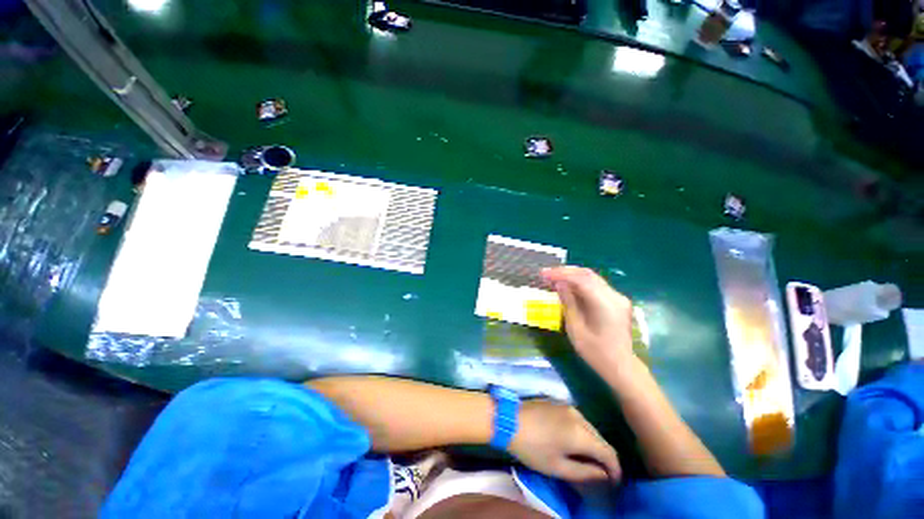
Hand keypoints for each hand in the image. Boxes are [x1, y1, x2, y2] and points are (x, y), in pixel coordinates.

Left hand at [509, 400, 620, 482]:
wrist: (509, 419)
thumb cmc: (532, 447)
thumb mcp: (557, 467)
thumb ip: (585, 473)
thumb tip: (603, 475)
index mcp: (580, 433)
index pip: (609, 453)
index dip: (615, 470)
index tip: (614, 483)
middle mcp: (578, 416)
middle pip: (600, 439)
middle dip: (604, 457)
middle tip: (601, 474)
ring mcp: (568, 406)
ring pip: (590, 428)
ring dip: (593, 444)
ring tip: (587, 459)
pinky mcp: (558, 402)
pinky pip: (578, 419)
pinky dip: (582, 432)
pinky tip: (573, 441)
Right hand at [541, 266, 634, 370]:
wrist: (621, 366)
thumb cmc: (595, 352)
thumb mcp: (575, 328)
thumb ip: (568, 303)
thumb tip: (559, 284)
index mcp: (605, 304)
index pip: (580, 280)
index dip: (560, 274)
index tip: (543, 274)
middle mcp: (614, 296)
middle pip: (587, 274)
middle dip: (565, 271)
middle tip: (546, 274)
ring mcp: (617, 297)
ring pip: (592, 277)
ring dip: (571, 275)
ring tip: (554, 278)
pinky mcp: (616, 300)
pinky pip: (595, 285)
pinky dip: (580, 282)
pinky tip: (568, 285)